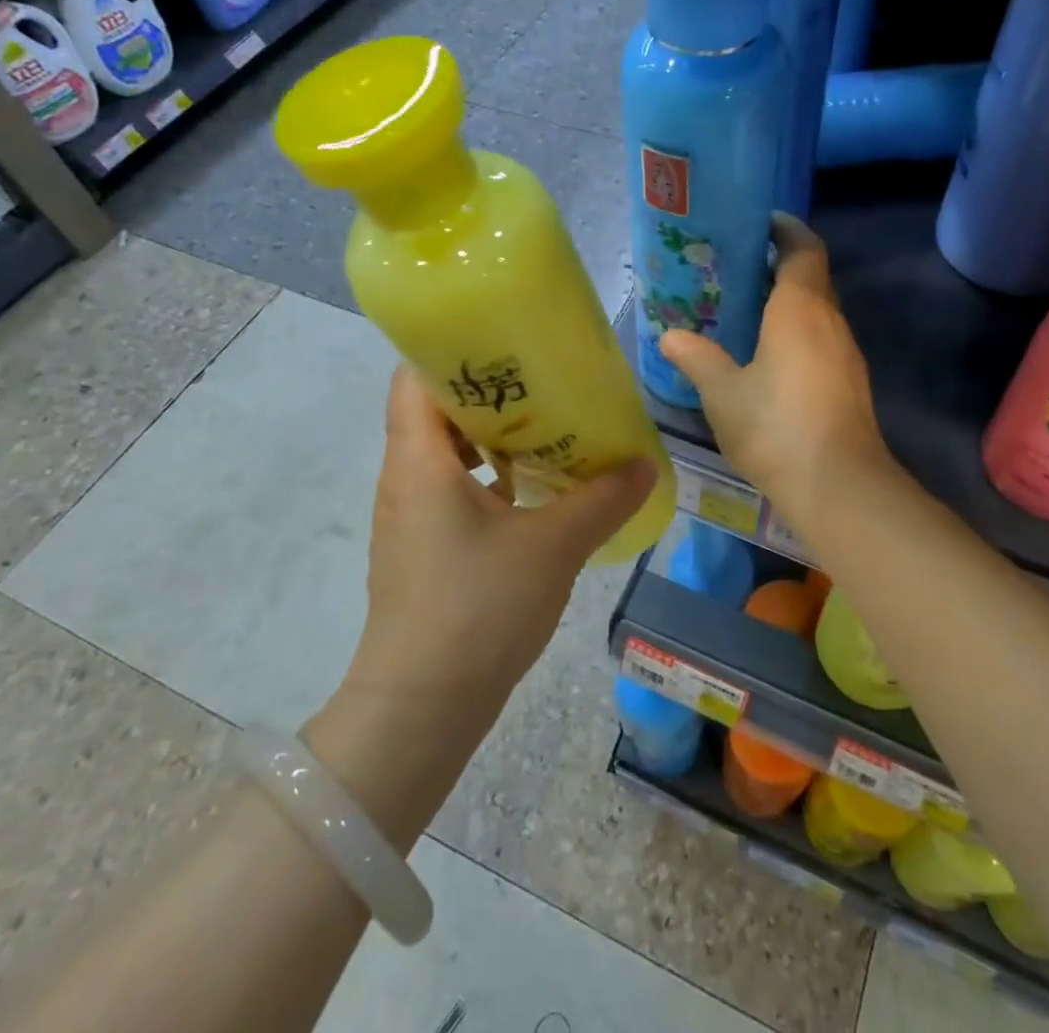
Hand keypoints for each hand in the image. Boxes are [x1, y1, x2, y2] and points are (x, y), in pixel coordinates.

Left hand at [344, 367, 655, 724]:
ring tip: (547, 426)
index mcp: (419, 460)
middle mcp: (404, 477)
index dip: (453, 348)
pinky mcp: (422, 546)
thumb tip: (644, 465)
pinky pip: (452, 487)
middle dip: (487, 388)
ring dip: (490, 435)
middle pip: (434, 408)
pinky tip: (534, 488)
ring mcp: (409, 514)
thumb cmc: (478, 610)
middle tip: (543, 379)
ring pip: (444, 450)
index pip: (414, 375)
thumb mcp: (552, 547)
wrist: (421, 708)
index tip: (507, 340)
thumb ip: (601, 501)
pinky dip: (489, 475)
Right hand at [658, 214, 890, 519]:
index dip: (786, 229)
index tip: (761, 222)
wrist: (839, 485)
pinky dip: (798, 332)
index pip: (803, 248)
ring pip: (819, 311)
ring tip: (748, 310)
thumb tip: (670, 336)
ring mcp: (845, 354)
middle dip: (781, 265)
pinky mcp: (850, 383)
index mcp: (800, 309)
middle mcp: (830, 321)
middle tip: (738, 268)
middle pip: (813, 277)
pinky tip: (770, 356)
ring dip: (790, 302)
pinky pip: (822, 339)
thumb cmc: (775, 427)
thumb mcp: (722, 392)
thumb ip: (696, 359)